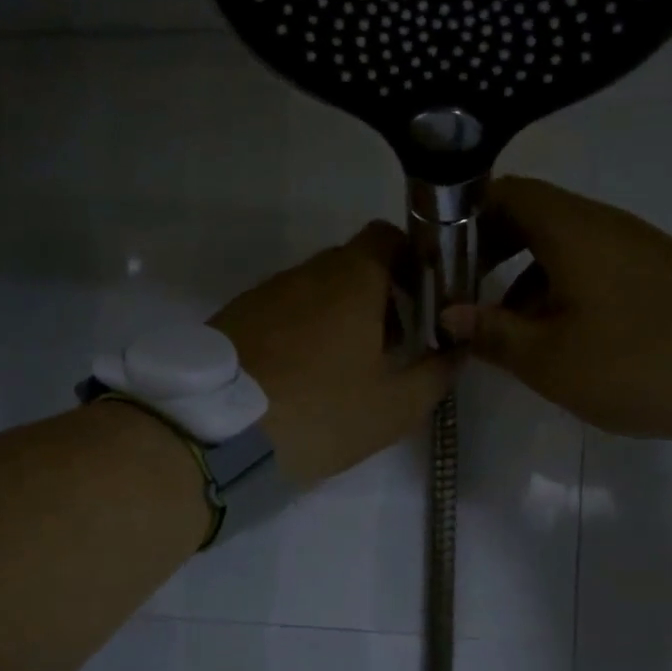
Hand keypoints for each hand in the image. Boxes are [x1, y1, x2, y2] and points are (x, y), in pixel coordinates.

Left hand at [211, 221, 455, 483]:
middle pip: (352, 265)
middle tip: (390, 346)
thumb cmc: (322, 413)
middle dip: (378, 296)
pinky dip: (300, 330)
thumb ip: (436, 373)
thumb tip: (455, 350)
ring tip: (342, 368)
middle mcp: (305, 272)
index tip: (423, 301)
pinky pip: (280, 311)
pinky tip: (300, 376)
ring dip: (337, 315)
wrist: (217, 433)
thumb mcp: (395, 406)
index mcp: (352, 279)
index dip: (411, 261)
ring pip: (314, 290)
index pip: (388, 237)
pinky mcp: (233, 317)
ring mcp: (264, 292)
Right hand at [439, 177, 671, 442]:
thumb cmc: (632, 362)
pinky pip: (592, 262)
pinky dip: (559, 284)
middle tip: (465, 292)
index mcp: (572, 230)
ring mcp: (634, 244)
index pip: (506, 192)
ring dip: (524, 274)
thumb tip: (449, 314)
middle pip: (532, 215)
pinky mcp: (655, 270)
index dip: (466, 216)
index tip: (441, 254)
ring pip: (561, 242)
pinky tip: (555, 331)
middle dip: (491, 249)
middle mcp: (603, 223)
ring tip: (505, 324)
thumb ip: (492, 332)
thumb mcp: (548, 358)